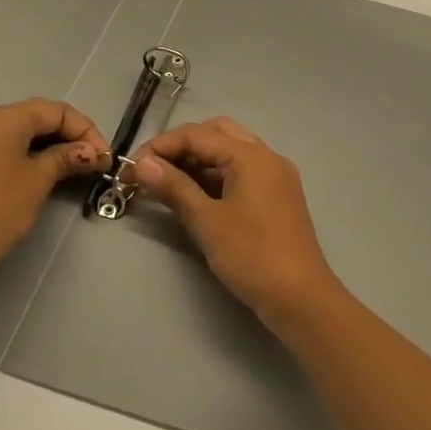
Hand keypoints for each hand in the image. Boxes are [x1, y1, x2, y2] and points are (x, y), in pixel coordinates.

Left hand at [0, 99, 109, 297]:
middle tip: (93, 162)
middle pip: (35, 118)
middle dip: (68, 136)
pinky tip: (41, 174)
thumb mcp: (39, 180)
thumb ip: (66, 158)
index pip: (56, 110)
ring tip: (73, 169)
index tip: (105, 157)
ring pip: (17, 134)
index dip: (86, 130)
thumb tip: (90, 152)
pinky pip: (0, 149)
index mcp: (2, 118)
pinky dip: (26, 156)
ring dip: (49, 147)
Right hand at [129, 118, 345, 333]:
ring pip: (232, 151)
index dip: (160, 146)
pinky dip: (218, 175)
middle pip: (217, 133)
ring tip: (168, 182)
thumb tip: (143, 164)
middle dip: (181, 146)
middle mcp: (267, 156)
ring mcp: (277, 176)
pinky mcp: (279, 195)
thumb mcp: (207, 221)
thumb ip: (174, 187)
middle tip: (152, 170)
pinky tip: (197, 194)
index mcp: (251, 156)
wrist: (300, 296)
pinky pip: (244, 171)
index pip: (197, 134)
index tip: (130, 169)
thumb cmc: (251, 256)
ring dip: (200, 160)